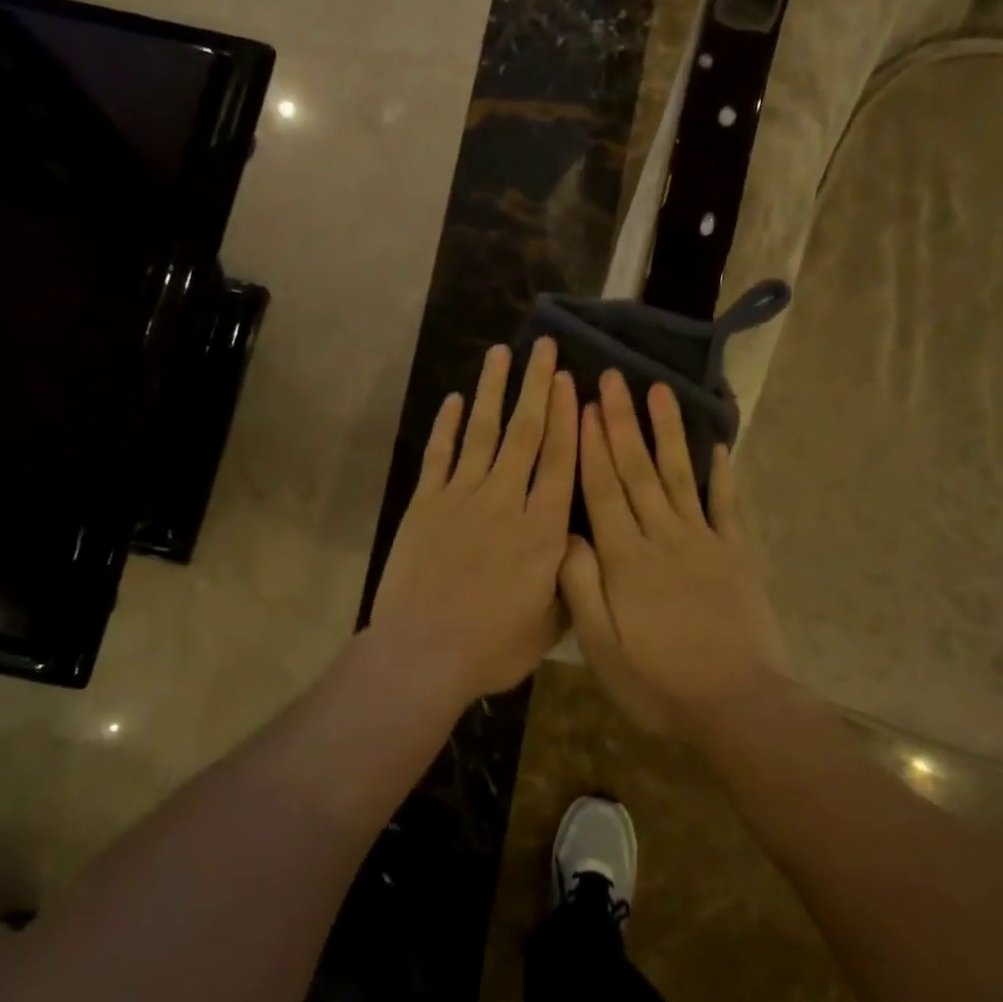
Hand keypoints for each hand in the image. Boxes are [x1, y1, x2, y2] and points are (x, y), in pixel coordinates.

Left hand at [369, 339, 577, 709]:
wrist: (423, 655)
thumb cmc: (492, 648)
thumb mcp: (550, 623)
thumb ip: (568, 577)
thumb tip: (580, 543)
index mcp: (543, 530)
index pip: (560, 461)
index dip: (567, 417)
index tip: (569, 380)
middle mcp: (506, 501)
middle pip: (525, 433)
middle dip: (536, 386)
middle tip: (543, 346)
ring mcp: (461, 498)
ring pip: (482, 433)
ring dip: (493, 391)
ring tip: (501, 354)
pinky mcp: (425, 504)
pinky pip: (439, 456)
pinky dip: (447, 426)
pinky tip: (455, 399)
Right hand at [559, 372, 789, 734]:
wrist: (737, 705)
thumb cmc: (659, 682)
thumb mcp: (602, 647)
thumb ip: (581, 588)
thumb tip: (566, 535)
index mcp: (625, 559)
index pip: (602, 490)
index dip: (590, 446)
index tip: (581, 405)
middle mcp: (663, 537)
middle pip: (637, 471)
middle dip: (622, 422)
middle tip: (613, 378)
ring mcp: (705, 541)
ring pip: (678, 476)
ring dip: (667, 432)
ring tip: (658, 391)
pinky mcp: (737, 554)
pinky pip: (727, 505)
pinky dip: (721, 473)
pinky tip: (717, 445)